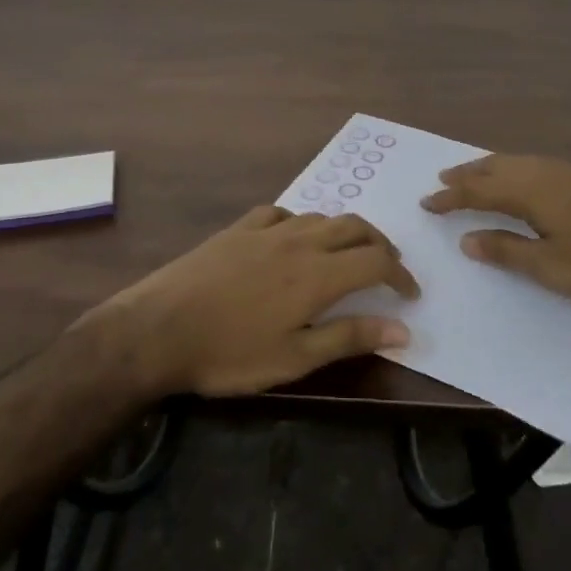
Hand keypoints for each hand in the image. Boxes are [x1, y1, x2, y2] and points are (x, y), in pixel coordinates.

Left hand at [96, 206, 418, 397]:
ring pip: (321, 216)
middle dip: (380, 245)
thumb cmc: (229, 353)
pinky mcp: (239, 227)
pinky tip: (294, 238)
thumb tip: (403, 330)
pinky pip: (283, 213)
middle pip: (355, 227)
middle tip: (389, 269)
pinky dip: (302, 223)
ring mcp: (267, 230)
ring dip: (345, 231)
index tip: (410, 294)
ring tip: (348, 254)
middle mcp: (300, 241)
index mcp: (318, 274)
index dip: (400, 274)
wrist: (159, 327)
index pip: (376, 261)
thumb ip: (349, 338)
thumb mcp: (294, 358)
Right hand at [421, 154, 570, 302]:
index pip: (478, 191)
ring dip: (485, 169)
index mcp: (529, 192)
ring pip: (512, 162)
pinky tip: (515, 177)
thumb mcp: (550, 267)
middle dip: (464, 176)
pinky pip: (528, 164)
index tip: (427, 204)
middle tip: (440, 182)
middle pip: (492, 168)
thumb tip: (466, 238)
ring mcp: (562, 172)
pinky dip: (507, 167)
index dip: (450, 198)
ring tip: (469, 175)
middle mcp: (540, 173)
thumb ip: (506, 250)